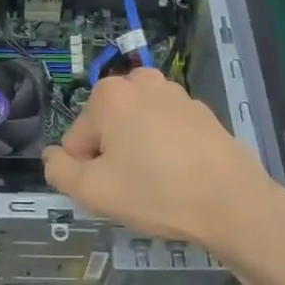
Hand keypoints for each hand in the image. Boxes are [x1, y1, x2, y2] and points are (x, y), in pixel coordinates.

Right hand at [42, 68, 277, 248]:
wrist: (232, 202)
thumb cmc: (156, 193)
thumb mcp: (93, 192)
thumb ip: (59, 172)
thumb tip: (51, 157)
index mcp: (109, 95)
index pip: (76, 141)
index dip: (87, 171)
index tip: (111, 189)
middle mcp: (140, 82)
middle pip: (106, 128)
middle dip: (112, 156)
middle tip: (133, 187)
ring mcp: (175, 93)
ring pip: (136, 128)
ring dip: (138, 150)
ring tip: (159, 182)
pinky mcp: (201, 111)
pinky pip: (165, 130)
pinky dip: (166, 148)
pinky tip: (181, 174)